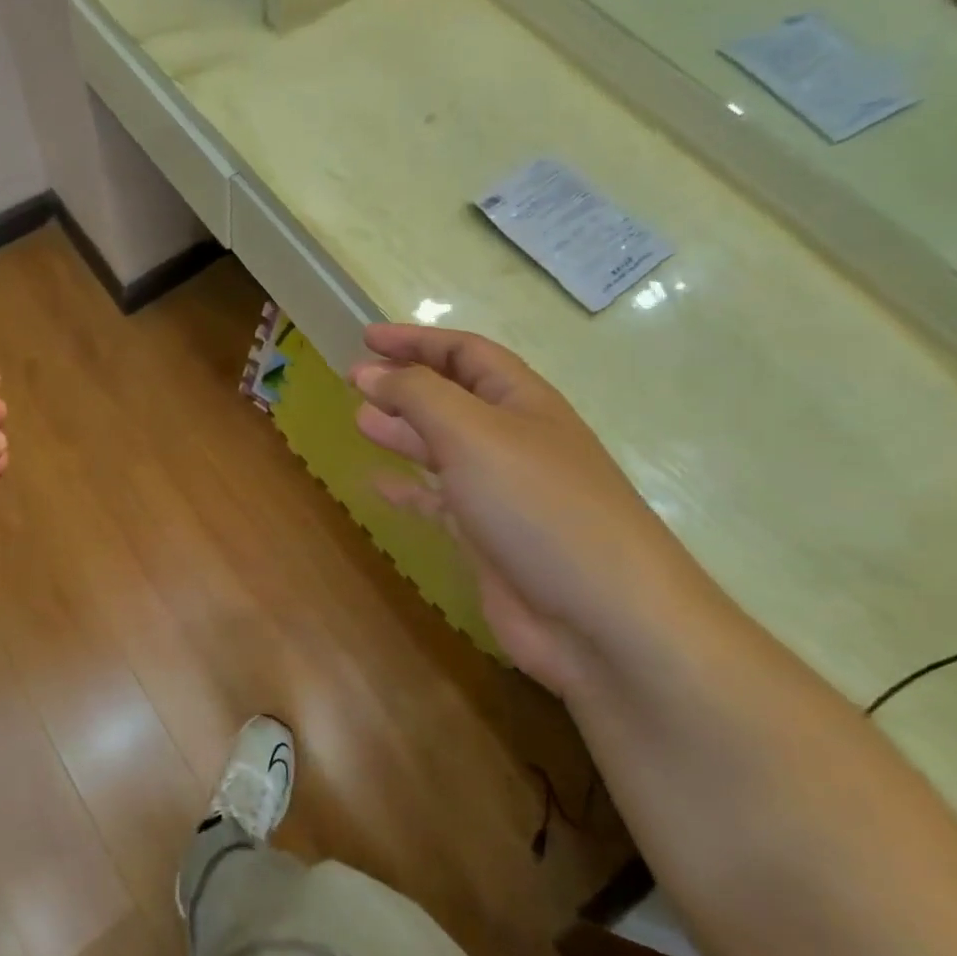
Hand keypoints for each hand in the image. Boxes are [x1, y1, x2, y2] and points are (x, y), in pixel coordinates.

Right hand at [350, 325, 714, 694]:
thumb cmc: (537, 504)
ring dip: (403, 431)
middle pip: (453, 397)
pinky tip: (377, 485)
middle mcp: (514, 440)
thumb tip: (369, 372)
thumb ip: (417, 395)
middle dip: (405, 383)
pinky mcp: (488, 538)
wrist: (601, 617)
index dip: (416, 340)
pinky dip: (409, 490)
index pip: (465, 353)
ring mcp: (502, 492)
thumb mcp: (472, 432)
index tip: (366, 337)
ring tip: (360, 421)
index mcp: (522, 401)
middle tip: (355, 380)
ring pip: (444, 448)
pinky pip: (439, 502)